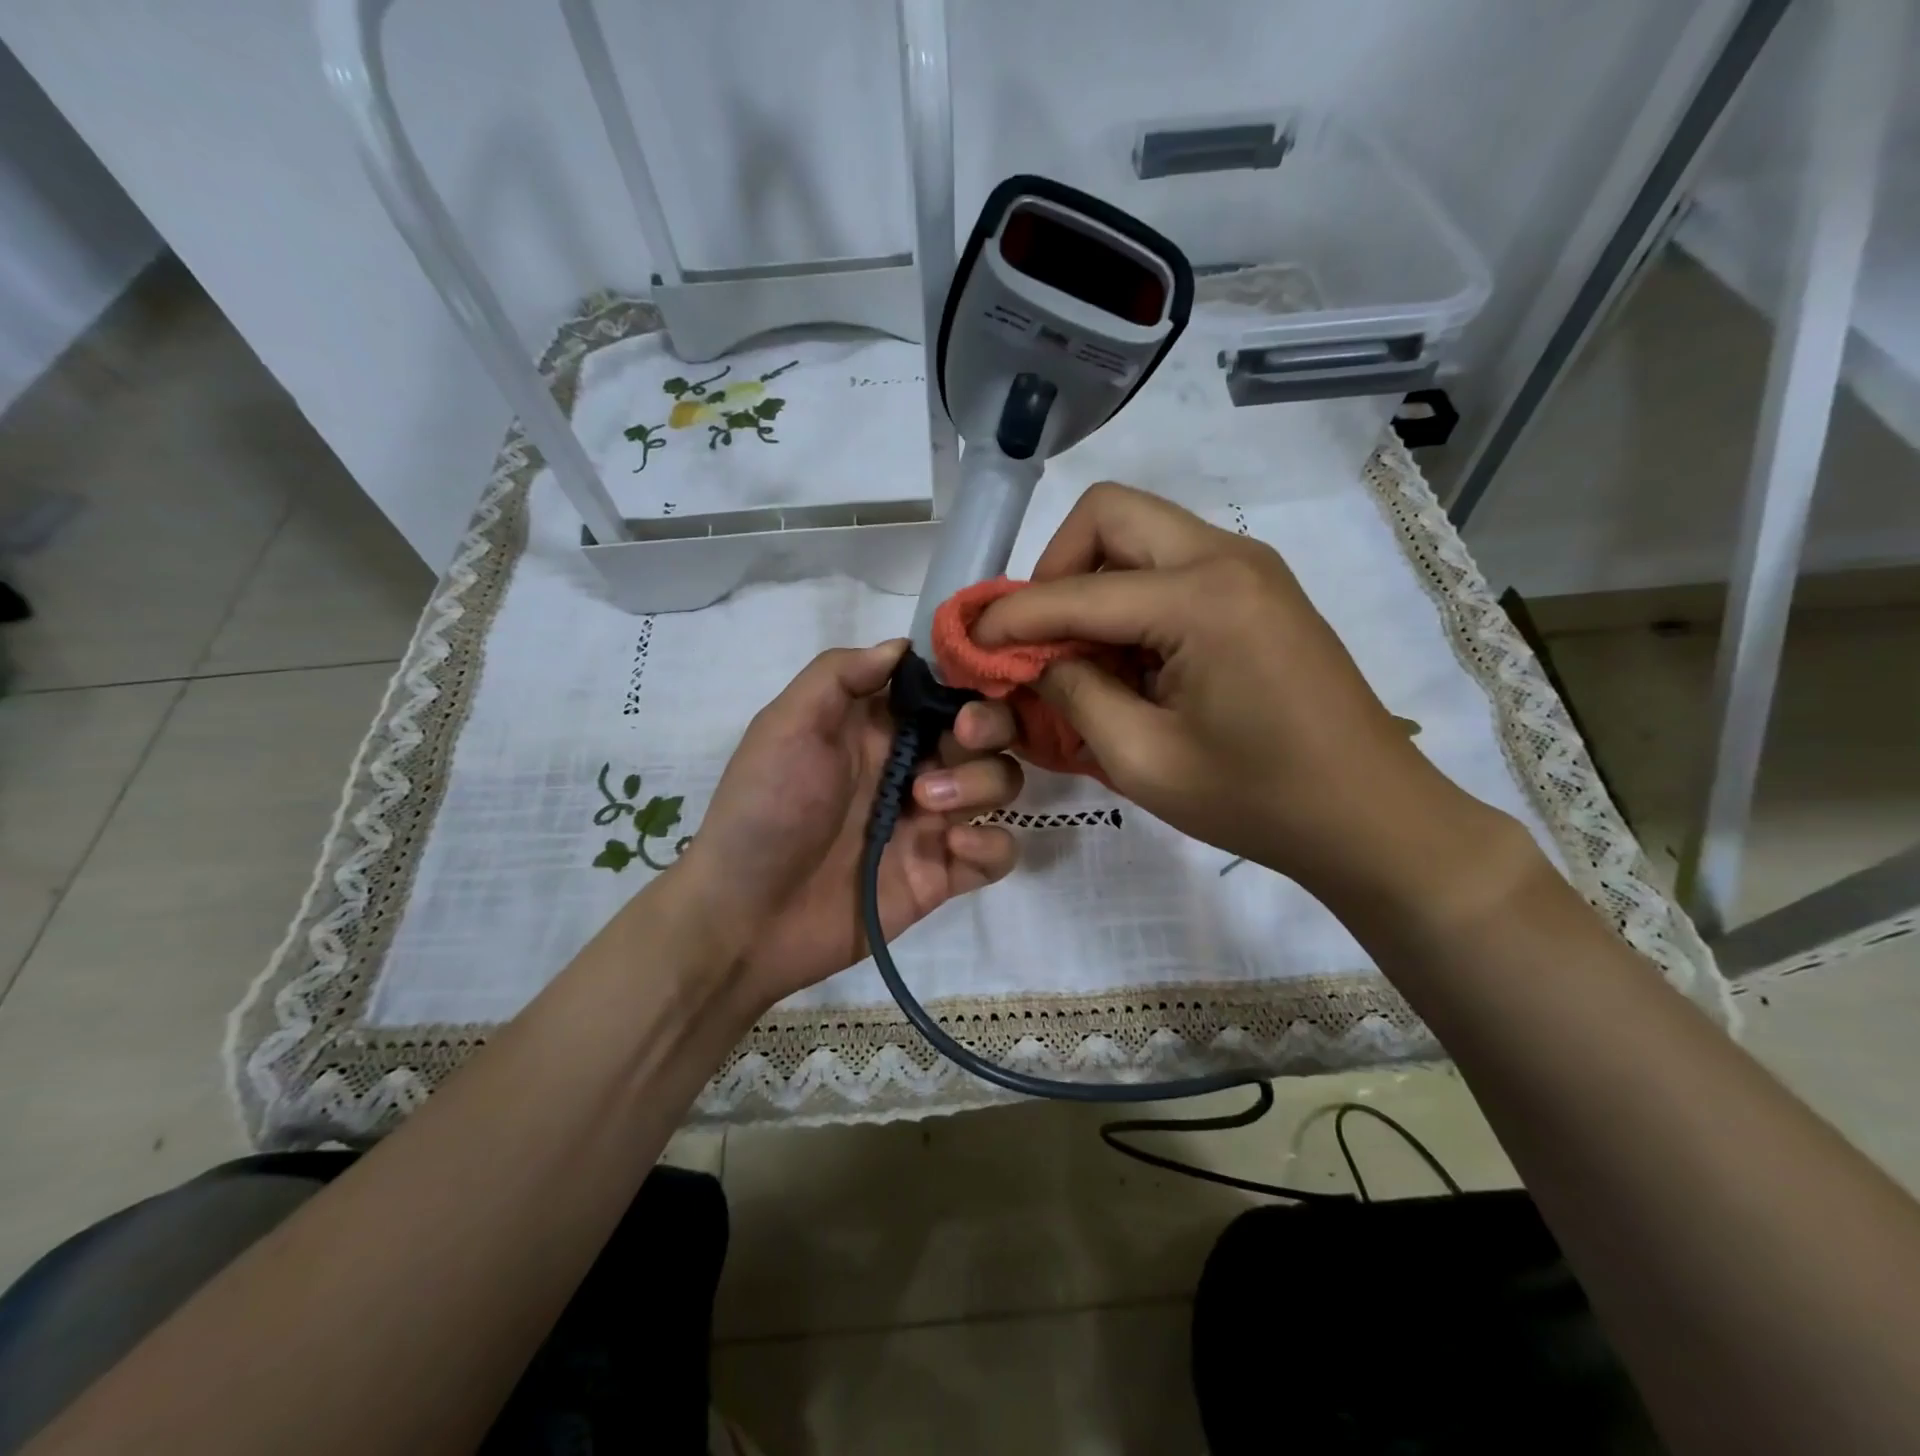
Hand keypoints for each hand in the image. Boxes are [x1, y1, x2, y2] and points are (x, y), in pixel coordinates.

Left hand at [674, 639, 1022, 1009]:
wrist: (745, 916)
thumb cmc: (763, 809)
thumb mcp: (786, 726)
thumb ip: (840, 675)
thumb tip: (903, 645)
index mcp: (880, 726)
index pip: (946, 687)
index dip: (968, 679)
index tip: (970, 682)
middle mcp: (915, 765)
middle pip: (989, 731)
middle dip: (990, 725)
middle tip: (963, 736)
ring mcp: (932, 820)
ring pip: (1001, 783)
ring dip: (980, 784)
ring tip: (925, 804)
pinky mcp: (942, 873)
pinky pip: (998, 852)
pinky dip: (991, 845)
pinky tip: (952, 848)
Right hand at [974, 483, 1515, 909]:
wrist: (1370, 817)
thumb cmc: (1256, 800)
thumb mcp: (1142, 759)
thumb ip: (1072, 694)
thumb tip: (1029, 657)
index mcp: (1201, 597)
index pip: (1074, 590)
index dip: (1010, 617)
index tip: (967, 644)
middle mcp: (1226, 556)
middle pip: (1108, 515)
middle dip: (1054, 570)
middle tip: (1039, 639)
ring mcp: (1249, 567)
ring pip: (1139, 533)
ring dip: (1092, 583)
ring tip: (1081, 655)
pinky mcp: (1257, 589)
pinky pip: (1170, 564)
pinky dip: (1130, 597)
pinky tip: (1129, 658)